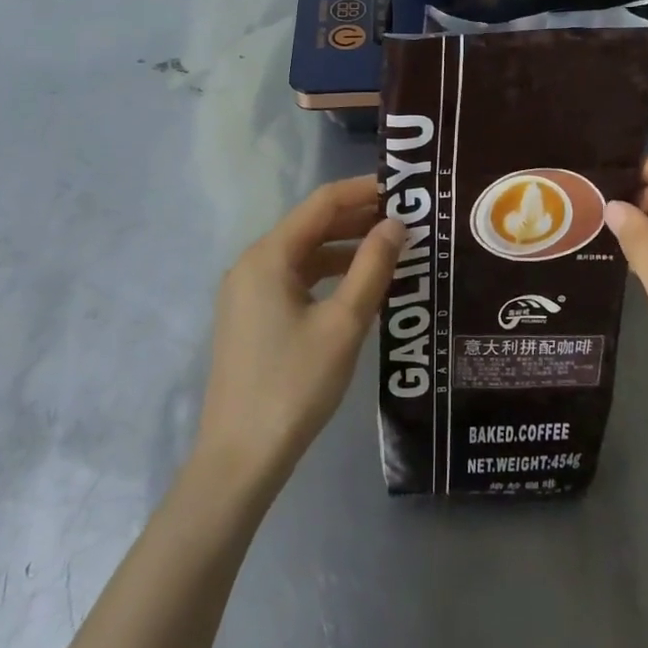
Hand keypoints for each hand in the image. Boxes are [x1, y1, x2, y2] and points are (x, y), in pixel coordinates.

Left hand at [196, 176, 401, 488]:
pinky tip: (359, 286)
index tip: (404, 189)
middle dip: (358, 218)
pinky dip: (328, 274)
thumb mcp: (344, 324)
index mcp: (269, 256)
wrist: (240, 457)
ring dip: (345, 248)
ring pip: (304, 254)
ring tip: (392, 250)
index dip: (363, 190)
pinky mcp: (251, 317)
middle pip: (311, 225)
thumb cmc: (295, 385)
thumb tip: (396, 224)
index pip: (322, 203)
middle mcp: (252, 264)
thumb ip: (372, 268)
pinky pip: (294, 279)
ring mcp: (247, 292)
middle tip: (407, 220)